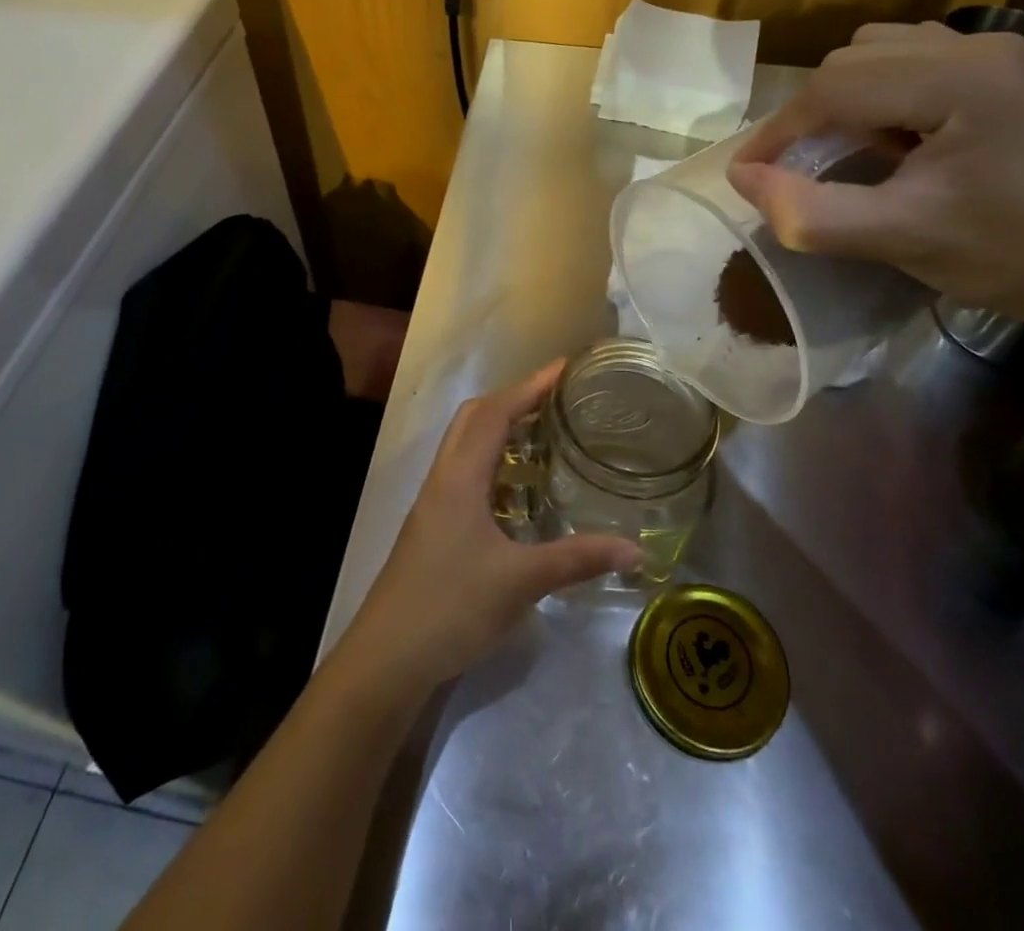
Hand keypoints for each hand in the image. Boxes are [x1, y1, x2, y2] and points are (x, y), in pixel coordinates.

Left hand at [336, 362, 641, 696]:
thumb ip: (577, 559)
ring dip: (499, 429)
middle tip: (555, 400)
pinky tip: (517, 492)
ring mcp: (433, 502)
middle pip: (474, 417)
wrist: (388, 656)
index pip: (495, 412)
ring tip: (542, 435)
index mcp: (460, 476)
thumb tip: (635, 549)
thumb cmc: (452, 606)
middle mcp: (443, 478)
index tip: (563, 368)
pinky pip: (464, 472)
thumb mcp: (521, 581)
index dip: (529, 386)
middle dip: (513, 399)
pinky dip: (492, 463)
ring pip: (465, 445)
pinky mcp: (432, 524)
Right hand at [727, 21, 1023, 328]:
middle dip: (810, 114)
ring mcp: (999, 54)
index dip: (779, 130)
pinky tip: (891, 138)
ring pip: (881, 53)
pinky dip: (880, 95)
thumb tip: (741, 178)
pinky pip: (915, 62)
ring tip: (841, 152)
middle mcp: (979, 46)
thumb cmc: (1018, 256)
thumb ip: (810, 212)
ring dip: (843, 100)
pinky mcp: (1008, 73)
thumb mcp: (901, 240)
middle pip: (854, 59)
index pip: (835, 85)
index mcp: (959, 78)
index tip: (747, 173)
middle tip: (792, 169)